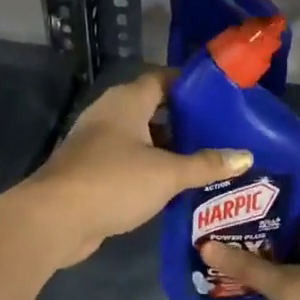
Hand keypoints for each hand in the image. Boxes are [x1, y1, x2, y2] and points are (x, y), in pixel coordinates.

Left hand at [21, 71, 251, 268]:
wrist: (54, 220)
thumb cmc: (114, 182)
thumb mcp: (167, 173)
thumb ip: (206, 164)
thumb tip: (245, 156)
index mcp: (127, 101)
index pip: (162, 79)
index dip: (190, 85)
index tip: (220, 96)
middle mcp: (110, 115)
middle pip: (153, 108)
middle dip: (184, 120)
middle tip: (219, 131)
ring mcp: (97, 143)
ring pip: (141, 138)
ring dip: (168, 147)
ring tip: (205, 158)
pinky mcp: (91, 171)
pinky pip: (129, 161)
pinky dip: (151, 168)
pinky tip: (175, 184)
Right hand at [200, 188, 299, 299]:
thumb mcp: (285, 286)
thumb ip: (247, 265)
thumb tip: (206, 246)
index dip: (297, 193)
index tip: (264, 194)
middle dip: (284, 226)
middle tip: (246, 222)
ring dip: (288, 254)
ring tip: (249, 249)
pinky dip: (297, 277)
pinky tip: (269, 282)